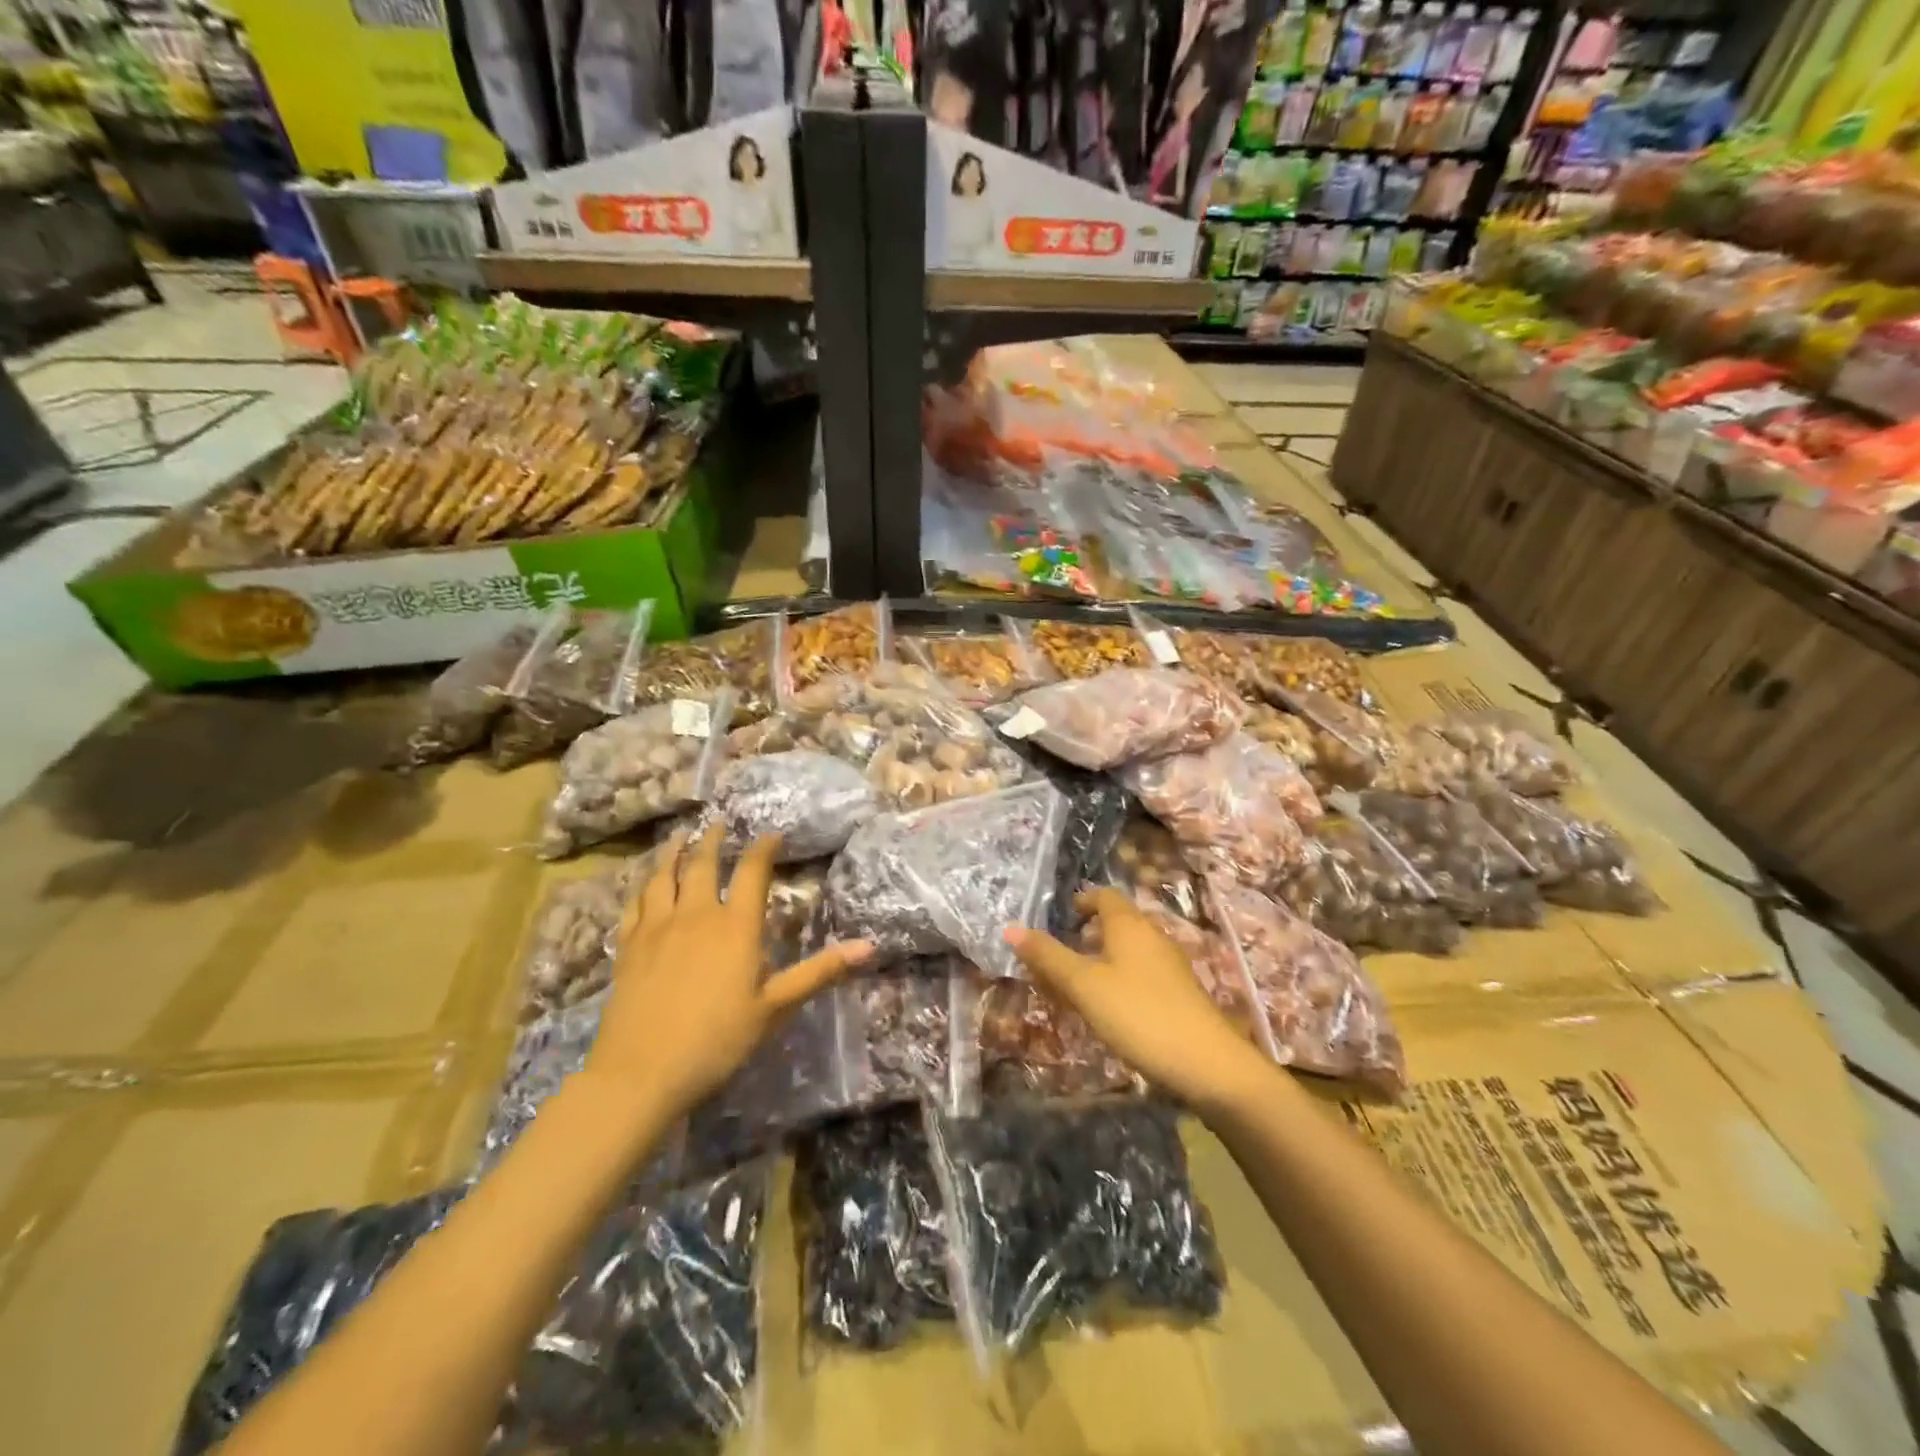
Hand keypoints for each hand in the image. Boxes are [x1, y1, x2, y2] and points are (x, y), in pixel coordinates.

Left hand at [586, 829, 871, 1121]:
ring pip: (662, 877)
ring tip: (678, 837)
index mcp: (735, 926)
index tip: (772, 833)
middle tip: (718, 823)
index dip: (763, 848)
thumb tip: (869, 946)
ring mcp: (656, 928)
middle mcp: (696, 915)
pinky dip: (641, 887)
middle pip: (702, 864)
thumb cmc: (717, 1040)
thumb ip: (819, 972)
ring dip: (672, 853)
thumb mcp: (775, 1008)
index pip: (751, 872)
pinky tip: (642, 885)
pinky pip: (634, 905)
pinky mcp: (627, 948)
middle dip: (713, 840)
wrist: (640, 1072)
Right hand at [1004, 888, 1270, 1110]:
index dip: (1082, 901)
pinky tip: (1108, 1009)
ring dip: (1102, 959)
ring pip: (1129, 951)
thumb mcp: (1084, 986)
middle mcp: (1152, 937)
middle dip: (1088, 933)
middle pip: (1117, 923)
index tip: (1062, 915)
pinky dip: (1118, 980)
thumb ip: (1048, 957)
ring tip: (1076, 985)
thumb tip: (1010, 928)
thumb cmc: (1139, 1014)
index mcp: (1129, 925)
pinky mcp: (1180, 995)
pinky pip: (1141, 974)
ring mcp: (1170, 966)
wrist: (1209, 1065)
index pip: (1104, 896)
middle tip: (1060, 953)